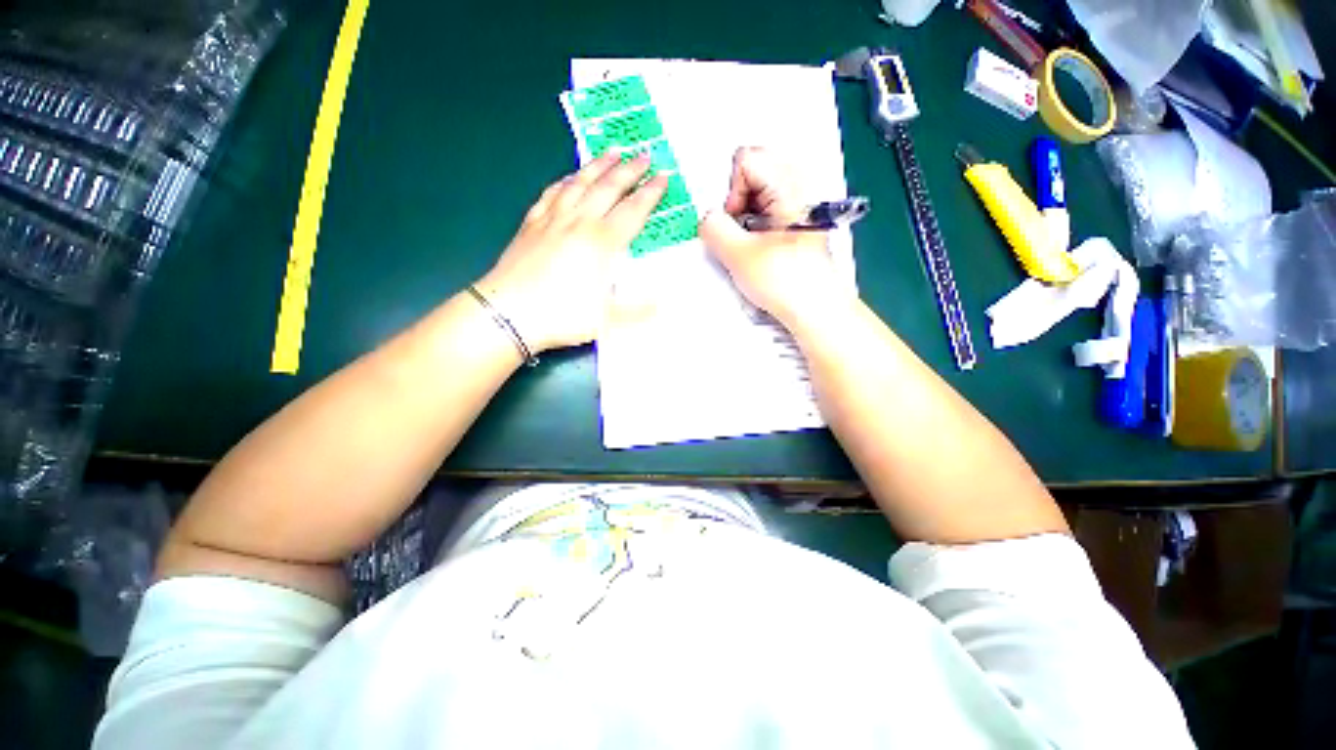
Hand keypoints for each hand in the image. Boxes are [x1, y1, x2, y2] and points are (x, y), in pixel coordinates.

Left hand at [477, 153, 667, 352]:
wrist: (509, 313)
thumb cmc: (562, 315)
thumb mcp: (607, 319)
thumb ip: (637, 310)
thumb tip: (661, 305)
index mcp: (602, 243)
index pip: (632, 211)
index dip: (650, 194)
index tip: (663, 177)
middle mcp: (579, 222)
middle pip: (608, 188)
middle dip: (629, 170)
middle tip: (644, 155)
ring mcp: (553, 219)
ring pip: (580, 183)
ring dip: (599, 166)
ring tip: (612, 151)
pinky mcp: (532, 223)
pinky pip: (552, 193)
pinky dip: (565, 181)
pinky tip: (570, 176)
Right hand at [699, 147, 850, 325]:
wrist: (815, 308)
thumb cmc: (784, 281)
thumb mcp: (738, 255)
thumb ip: (713, 227)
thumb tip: (707, 217)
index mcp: (789, 185)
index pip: (746, 159)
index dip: (733, 191)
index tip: (738, 222)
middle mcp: (800, 185)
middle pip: (754, 171)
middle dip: (738, 201)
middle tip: (743, 232)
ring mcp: (802, 202)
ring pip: (759, 191)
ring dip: (746, 215)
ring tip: (753, 243)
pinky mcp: (799, 219)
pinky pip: (769, 206)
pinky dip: (757, 222)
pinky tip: (761, 246)